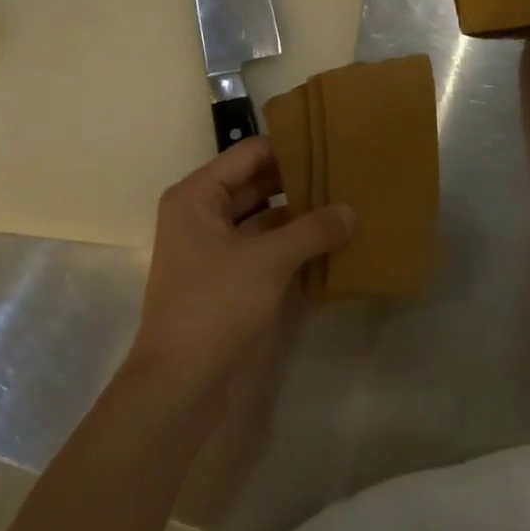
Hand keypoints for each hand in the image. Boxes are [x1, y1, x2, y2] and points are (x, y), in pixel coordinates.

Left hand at [128, 138, 354, 393]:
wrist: (178, 384)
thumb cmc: (215, 305)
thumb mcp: (269, 261)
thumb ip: (312, 229)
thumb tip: (351, 210)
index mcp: (198, 195)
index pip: (250, 154)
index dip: (290, 148)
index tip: (332, 146)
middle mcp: (201, 213)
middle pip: (256, 182)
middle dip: (299, 181)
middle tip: (346, 175)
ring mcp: (212, 247)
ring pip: (262, 216)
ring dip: (297, 214)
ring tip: (344, 205)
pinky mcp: (224, 277)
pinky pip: (262, 246)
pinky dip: (290, 243)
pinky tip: (327, 243)